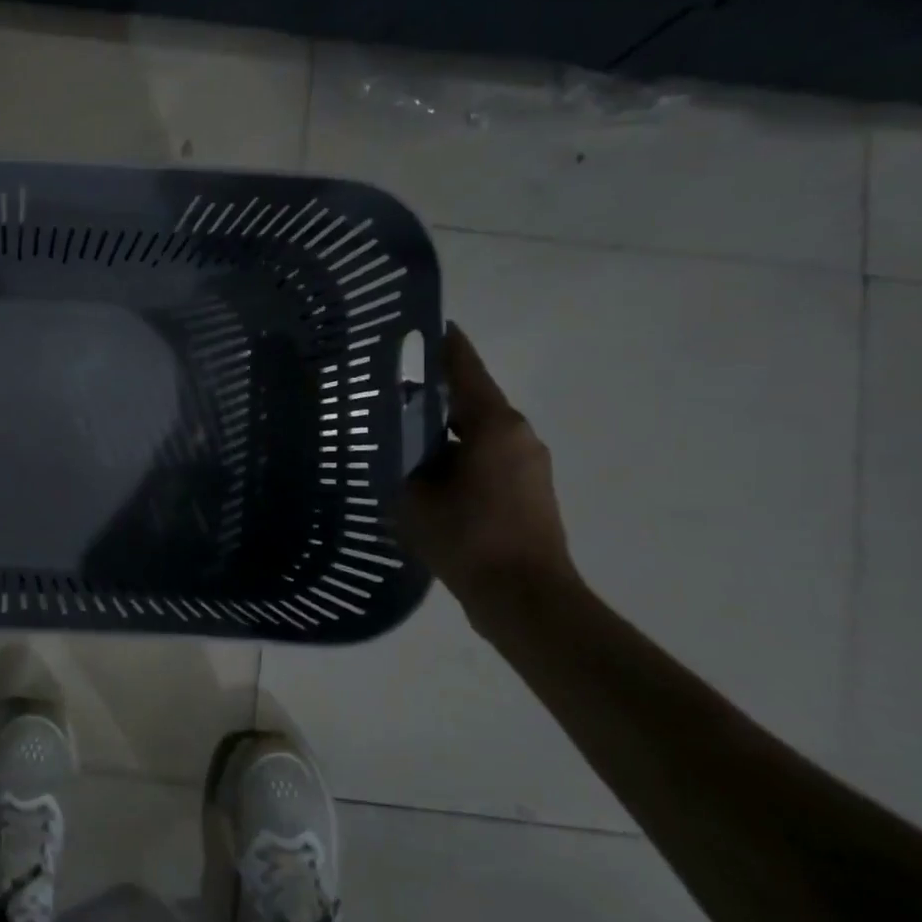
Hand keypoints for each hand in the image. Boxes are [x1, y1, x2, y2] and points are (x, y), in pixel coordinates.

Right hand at [398, 324, 577, 613]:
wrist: (524, 597)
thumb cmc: (466, 538)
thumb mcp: (412, 495)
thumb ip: (401, 460)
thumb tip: (395, 442)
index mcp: (494, 426)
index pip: (466, 370)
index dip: (445, 346)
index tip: (427, 324)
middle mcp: (518, 435)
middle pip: (472, 400)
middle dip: (436, 393)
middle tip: (392, 387)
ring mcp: (528, 465)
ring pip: (478, 432)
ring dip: (445, 429)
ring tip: (402, 432)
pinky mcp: (529, 491)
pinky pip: (486, 457)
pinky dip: (457, 454)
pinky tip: (426, 470)